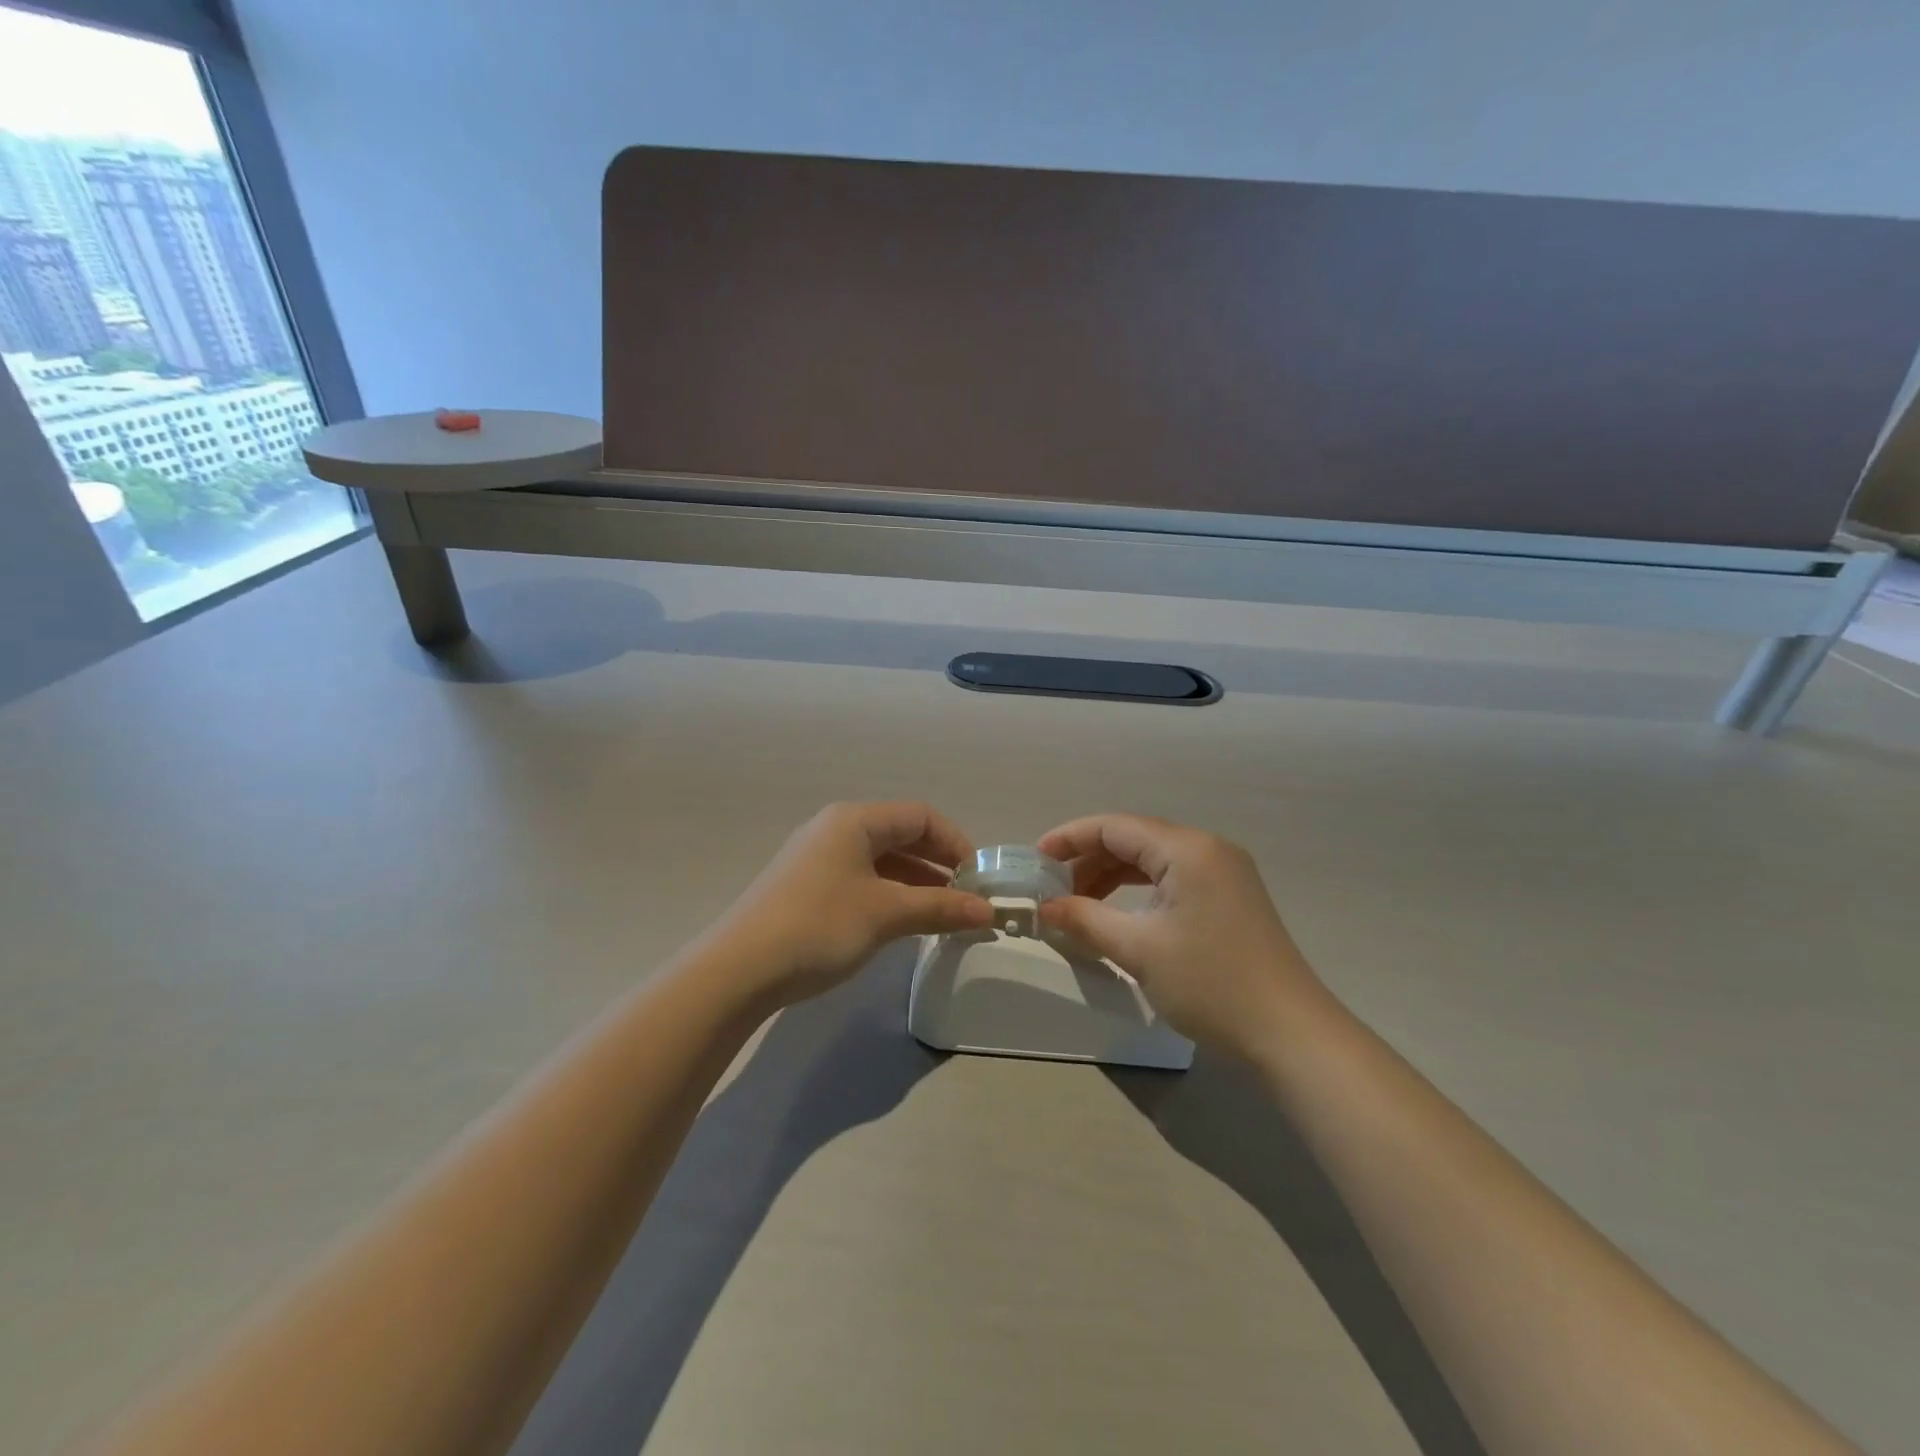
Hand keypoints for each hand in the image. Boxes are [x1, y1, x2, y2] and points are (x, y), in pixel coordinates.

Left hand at [712, 801, 993, 1009]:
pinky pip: (861, 879)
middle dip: (938, 865)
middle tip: (967, 899)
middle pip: (901, 835)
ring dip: (916, 883)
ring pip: (881, 861)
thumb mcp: (887, 914)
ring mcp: (817, 858)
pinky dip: (889, 895)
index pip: (921, 816)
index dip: (956, 843)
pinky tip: (902, 922)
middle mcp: (835, 829)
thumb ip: (940, 908)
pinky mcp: (805, 887)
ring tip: (943, 915)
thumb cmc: (819, 926)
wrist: (738, 969)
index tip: (979, 880)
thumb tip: (988, 913)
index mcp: (855, 820)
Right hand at [1037, 814, 1327, 1058]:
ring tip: (1078, 904)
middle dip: (1089, 860)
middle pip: (1134, 838)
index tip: (1035, 860)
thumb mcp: (1139, 950)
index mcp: (1188, 849)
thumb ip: (1086, 920)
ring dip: (1112, 876)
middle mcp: (1208, 848)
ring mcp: (1224, 872)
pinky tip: (1118, 913)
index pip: (1115, 826)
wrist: (1290, 1034)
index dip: (1070, 838)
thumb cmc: (1211, 984)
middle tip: (1053, 890)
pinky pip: (1173, 879)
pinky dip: (1139, 891)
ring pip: (1153, 860)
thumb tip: (1046, 907)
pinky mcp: (1230, 897)